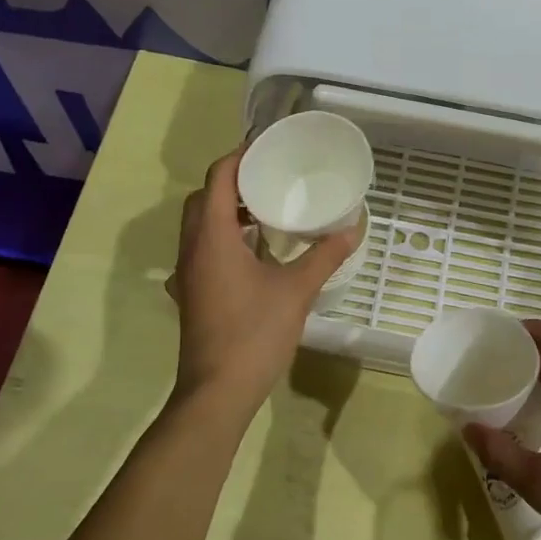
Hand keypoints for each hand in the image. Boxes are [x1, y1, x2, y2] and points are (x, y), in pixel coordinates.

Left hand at [167, 149, 359, 411]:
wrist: (217, 391)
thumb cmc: (254, 334)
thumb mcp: (297, 290)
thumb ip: (325, 255)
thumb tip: (353, 227)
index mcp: (212, 238)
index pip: (217, 179)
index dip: (239, 157)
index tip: (266, 148)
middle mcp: (191, 249)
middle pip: (202, 199)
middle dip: (231, 183)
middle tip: (267, 179)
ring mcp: (186, 274)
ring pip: (199, 227)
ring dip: (225, 212)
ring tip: (263, 212)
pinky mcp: (191, 294)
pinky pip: (202, 252)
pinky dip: (223, 240)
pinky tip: (251, 255)